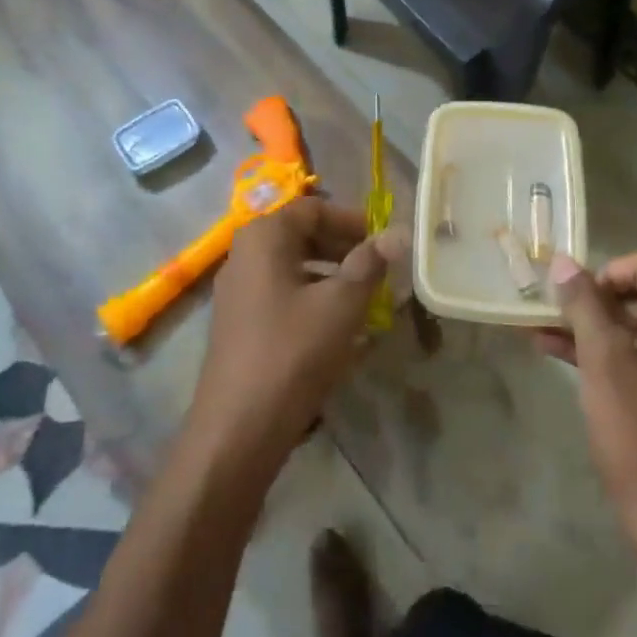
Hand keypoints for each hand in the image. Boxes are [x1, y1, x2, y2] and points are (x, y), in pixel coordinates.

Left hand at [188, 197, 401, 474]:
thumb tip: (399, 232)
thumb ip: (370, 263)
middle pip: (301, 234)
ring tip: (365, 297)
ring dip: (331, 274)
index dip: (353, 220)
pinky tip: (337, 325)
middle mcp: (244, 254)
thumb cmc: (293, 352)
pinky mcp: (239, 323)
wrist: (238, 428)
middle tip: (380, 268)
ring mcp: (237, 290)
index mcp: (264, 236)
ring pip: (293, 266)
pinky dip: (313, 298)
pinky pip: (282, 294)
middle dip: (344, 247)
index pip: (314, 208)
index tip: (384, 242)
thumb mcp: (341, 304)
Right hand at [539, 252, 636, 559]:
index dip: (606, 273)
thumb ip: (583, 304)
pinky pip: (636, 355)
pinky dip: (601, 352)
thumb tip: (564, 261)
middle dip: (592, 300)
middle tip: (551, 312)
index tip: (574, 297)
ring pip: (633, 327)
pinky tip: (555, 353)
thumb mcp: (603, 360)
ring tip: (539, 329)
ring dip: (589, 326)